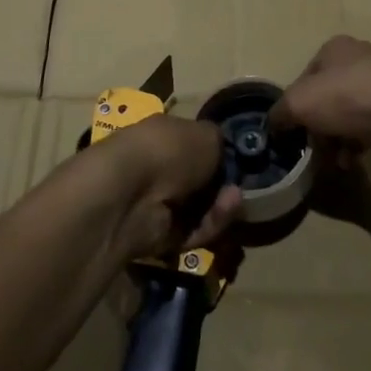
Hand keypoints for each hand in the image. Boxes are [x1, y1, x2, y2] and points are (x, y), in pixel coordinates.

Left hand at [78, 115, 240, 263]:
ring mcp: (156, 203)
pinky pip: (193, 232)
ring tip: (234, 200)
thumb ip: (219, 141)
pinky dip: (210, 224)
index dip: (217, 154)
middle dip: (223, 185)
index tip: (239, 161)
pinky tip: (223, 213)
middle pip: (199, 182)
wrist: (130, 194)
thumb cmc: (169, 149)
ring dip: (221, 206)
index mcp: (162, 135)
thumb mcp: (207, 134)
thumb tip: (221, 150)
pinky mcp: (159, 236)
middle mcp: (158, 167)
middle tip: (239, 187)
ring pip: (200, 209)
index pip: (193, 145)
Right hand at [268, 36, 370, 159]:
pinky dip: (358, 145)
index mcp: (334, 49)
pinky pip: (369, 128)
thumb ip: (279, 113)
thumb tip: (273, 125)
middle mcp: (358, 60)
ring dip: (336, 140)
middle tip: (312, 149)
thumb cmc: (346, 97)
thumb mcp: (299, 103)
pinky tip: (352, 161)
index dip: (294, 105)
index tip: (292, 130)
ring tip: (334, 160)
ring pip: (348, 116)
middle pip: (326, 98)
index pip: (304, 78)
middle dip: (317, 127)